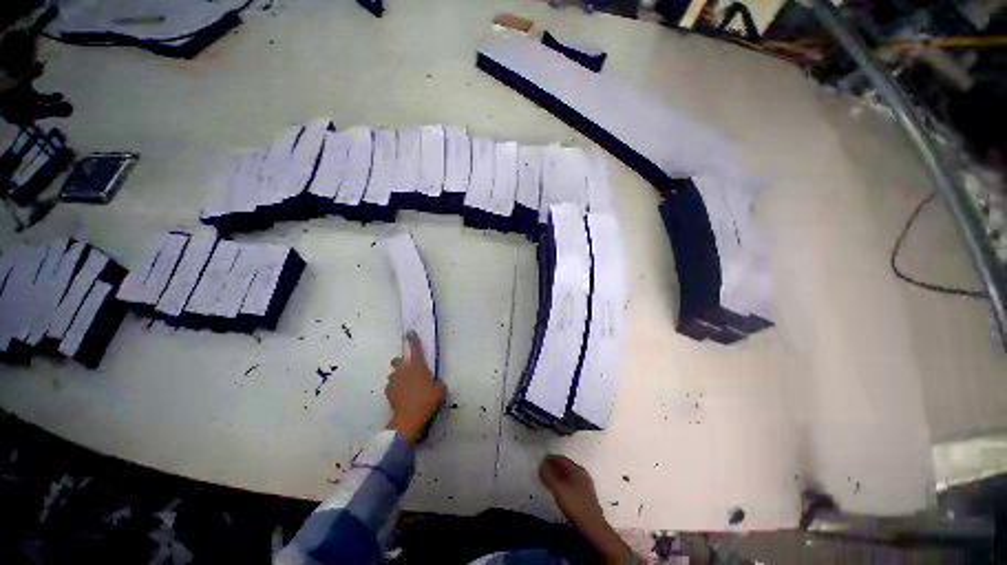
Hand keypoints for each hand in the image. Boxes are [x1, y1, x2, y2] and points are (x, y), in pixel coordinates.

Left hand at [385, 331, 445, 444]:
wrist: (409, 419)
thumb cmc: (427, 400)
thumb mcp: (440, 390)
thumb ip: (437, 383)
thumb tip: (435, 384)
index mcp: (417, 366)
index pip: (415, 349)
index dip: (413, 339)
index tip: (409, 332)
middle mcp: (404, 371)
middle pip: (397, 360)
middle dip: (401, 362)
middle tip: (408, 368)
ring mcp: (394, 382)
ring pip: (393, 374)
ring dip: (398, 377)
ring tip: (406, 385)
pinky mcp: (389, 394)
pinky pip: (391, 387)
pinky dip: (395, 389)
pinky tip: (402, 395)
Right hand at [539, 455, 604, 526]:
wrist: (593, 526)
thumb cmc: (575, 505)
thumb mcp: (558, 489)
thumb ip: (548, 476)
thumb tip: (541, 465)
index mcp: (576, 469)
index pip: (562, 459)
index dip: (551, 458)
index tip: (542, 460)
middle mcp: (582, 474)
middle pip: (566, 466)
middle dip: (555, 466)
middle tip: (545, 468)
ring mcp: (586, 485)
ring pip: (570, 475)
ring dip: (560, 475)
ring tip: (551, 479)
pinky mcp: (587, 496)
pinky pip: (573, 483)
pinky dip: (565, 483)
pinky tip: (561, 490)